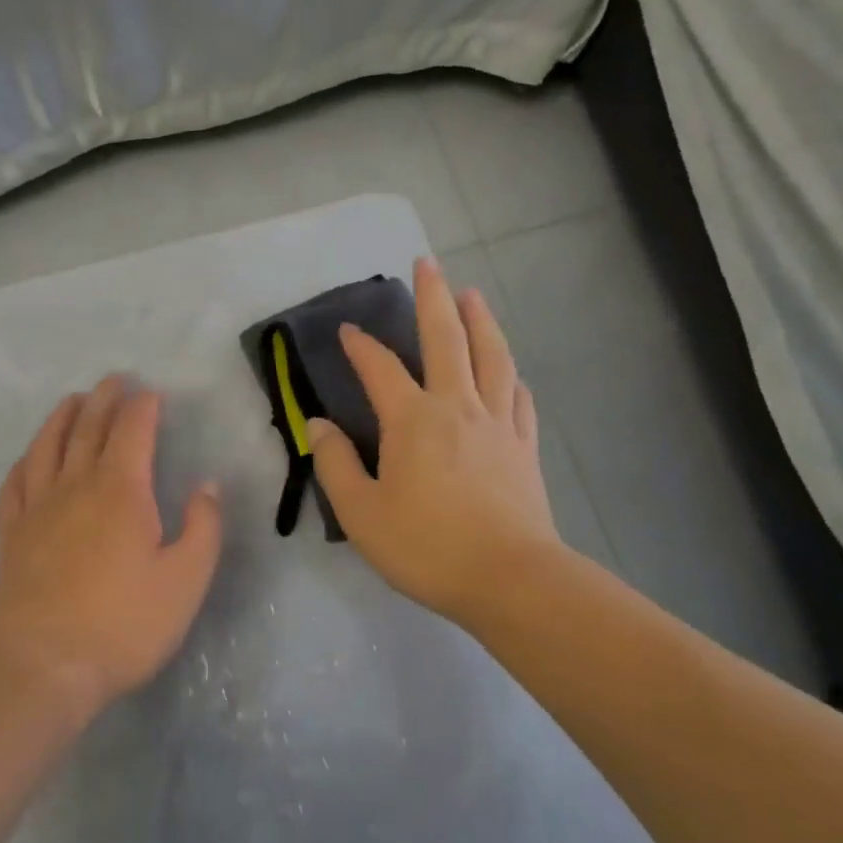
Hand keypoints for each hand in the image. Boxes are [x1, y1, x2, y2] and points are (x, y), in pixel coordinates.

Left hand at [0, 375, 223, 719]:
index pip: (133, 430)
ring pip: (48, 445)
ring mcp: (38, 507)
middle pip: (89, 427)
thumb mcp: (186, 580)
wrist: (44, 664)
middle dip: (105, 399)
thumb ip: (203, 527)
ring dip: (62, 417)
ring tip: (73, 401)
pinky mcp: (13, 533)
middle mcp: (76, 485)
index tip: (153, 394)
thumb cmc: (124, 624)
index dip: (144, 406)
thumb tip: (207, 485)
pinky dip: (26, 460)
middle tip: (115, 381)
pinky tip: (30, 457)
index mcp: (121, 490)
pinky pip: (16, 482)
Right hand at [307, 256, 561, 628]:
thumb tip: (318, 426)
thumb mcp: (361, 512)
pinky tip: (508, 369)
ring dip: (480, 320)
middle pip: (447, 339)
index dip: (361, 346)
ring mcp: (498, 423)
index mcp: (413, 420)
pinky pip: (518, 397)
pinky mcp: (524, 446)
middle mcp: (457, 407)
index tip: (348, 330)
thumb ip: (336, 464)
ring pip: (491, 357)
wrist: (510, 579)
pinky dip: (509, 373)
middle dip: (434, 298)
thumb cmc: (426, 546)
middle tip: (428, 263)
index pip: (380, 369)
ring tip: (472, 294)